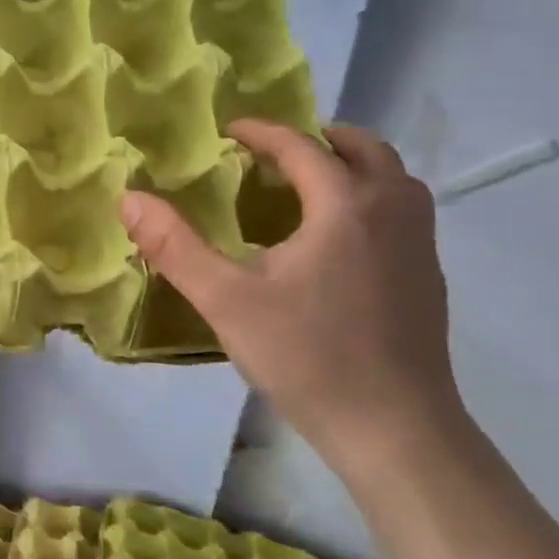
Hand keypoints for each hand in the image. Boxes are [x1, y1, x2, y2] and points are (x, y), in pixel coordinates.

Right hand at [121, 122, 464, 471]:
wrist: (394, 429)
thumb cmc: (307, 357)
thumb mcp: (226, 301)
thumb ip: (175, 247)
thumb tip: (129, 199)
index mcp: (344, 207)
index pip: (302, 147)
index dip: (264, 132)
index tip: (231, 129)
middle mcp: (392, 212)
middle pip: (365, 150)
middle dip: (320, 139)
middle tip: (278, 151)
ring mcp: (420, 246)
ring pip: (394, 180)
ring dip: (353, 167)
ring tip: (310, 186)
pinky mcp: (429, 279)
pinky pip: (402, 214)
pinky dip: (370, 201)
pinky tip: (340, 242)